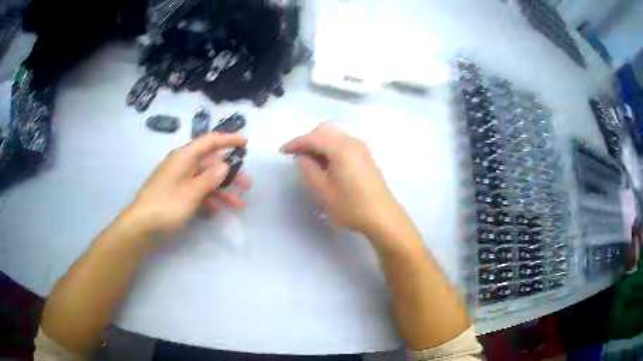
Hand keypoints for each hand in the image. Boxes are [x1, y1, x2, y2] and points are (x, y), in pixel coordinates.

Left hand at [125, 133, 250, 236]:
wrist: (141, 227)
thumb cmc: (166, 205)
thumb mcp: (191, 192)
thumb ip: (210, 177)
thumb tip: (225, 164)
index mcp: (185, 157)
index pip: (210, 141)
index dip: (228, 140)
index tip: (246, 143)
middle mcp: (183, 165)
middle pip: (211, 164)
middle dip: (230, 174)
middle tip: (247, 186)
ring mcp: (180, 181)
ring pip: (206, 180)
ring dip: (223, 192)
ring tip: (238, 205)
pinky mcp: (178, 195)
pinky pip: (198, 192)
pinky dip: (209, 200)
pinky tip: (218, 211)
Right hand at [281, 123, 400, 235]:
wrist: (382, 216)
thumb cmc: (351, 207)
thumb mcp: (322, 192)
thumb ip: (308, 170)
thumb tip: (303, 156)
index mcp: (341, 148)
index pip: (313, 137)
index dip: (295, 143)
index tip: (282, 151)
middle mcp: (352, 141)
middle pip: (324, 130)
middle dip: (308, 140)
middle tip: (297, 157)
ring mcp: (361, 147)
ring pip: (334, 135)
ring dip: (319, 143)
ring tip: (310, 162)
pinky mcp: (365, 155)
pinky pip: (342, 142)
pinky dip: (330, 147)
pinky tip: (326, 164)